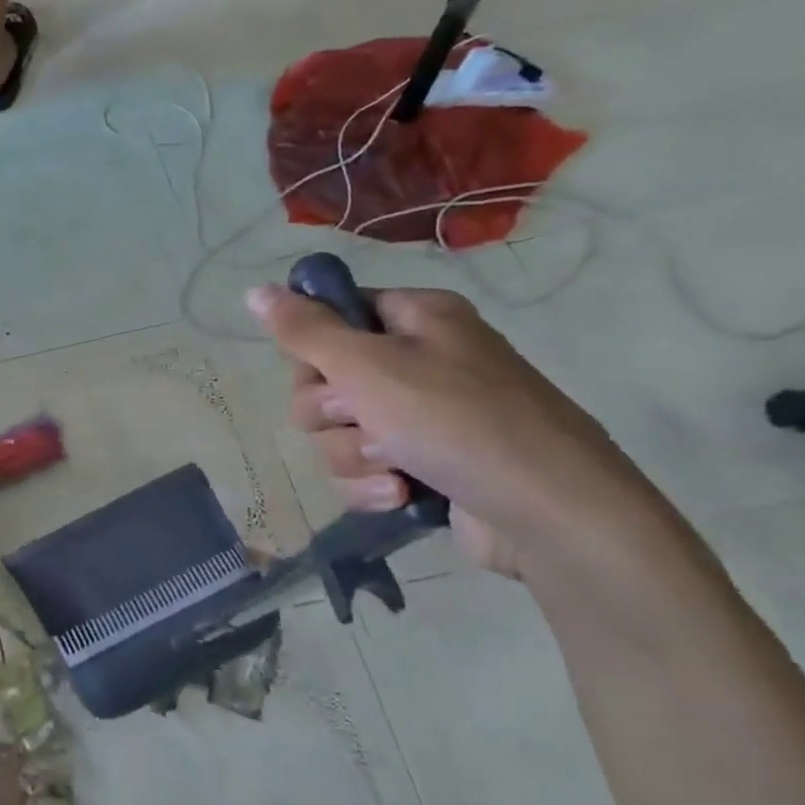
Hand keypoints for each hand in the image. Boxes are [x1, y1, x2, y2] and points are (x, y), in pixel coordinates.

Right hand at [247, 283, 658, 575]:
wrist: (551, 514)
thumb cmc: (457, 421)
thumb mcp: (368, 365)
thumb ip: (304, 330)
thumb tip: (253, 290)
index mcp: (415, 319)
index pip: (331, 317)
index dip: (315, 349)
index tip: (326, 372)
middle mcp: (418, 361)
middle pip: (323, 381)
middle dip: (332, 413)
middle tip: (364, 420)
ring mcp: (422, 417)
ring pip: (336, 433)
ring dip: (353, 455)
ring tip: (395, 466)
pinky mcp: (423, 467)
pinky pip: (361, 470)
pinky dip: (372, 485)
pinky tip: (401, 495)